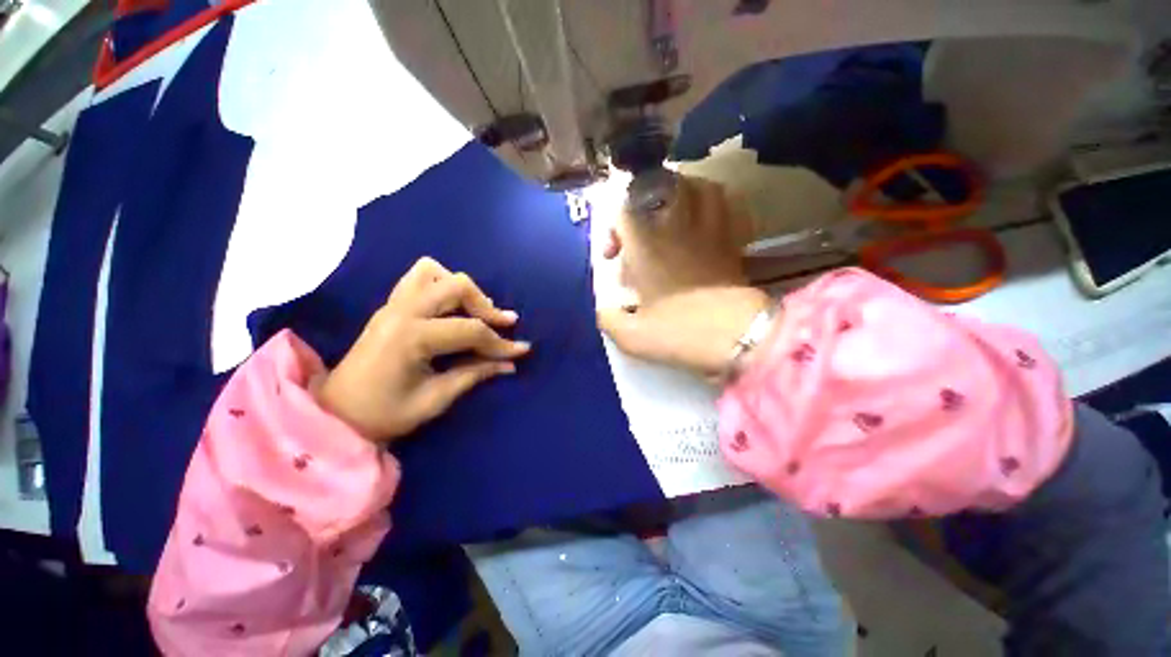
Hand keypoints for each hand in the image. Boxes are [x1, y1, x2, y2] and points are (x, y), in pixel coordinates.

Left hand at [318, 257, 529, 441]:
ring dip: (462, 289)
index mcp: (411, 337)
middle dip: (486, 305)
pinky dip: (442, 285)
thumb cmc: (384, 414)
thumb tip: (510, 364)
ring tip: (476, 312)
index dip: (500, 342)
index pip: (470, 329)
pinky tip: (452, 307)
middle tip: (503, 324)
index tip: (521, 350)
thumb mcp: (435, 399)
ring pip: (434, 271)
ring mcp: (393, 304)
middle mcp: (402, 311)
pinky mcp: (390, 306)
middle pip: (456, 286)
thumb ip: (475, 374)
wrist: (336, 414)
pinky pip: (419, 278)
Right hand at [599, 175, 768, 377]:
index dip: (612, 228)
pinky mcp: (733, 245)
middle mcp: (678, 232)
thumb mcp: (632, 336)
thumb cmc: (681, 332)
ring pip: (703, 188)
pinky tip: (709, 221)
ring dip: (686, 190)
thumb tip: (605, 310)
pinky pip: (731, 210)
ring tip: (675, 209)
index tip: (612, 255)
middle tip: (642, 221)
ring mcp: (710, 234)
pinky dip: (719, 206)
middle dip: (647, 197)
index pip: (624, 213)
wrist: (737, 336)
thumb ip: (609, 320)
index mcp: (648, 250)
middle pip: (665, 186)